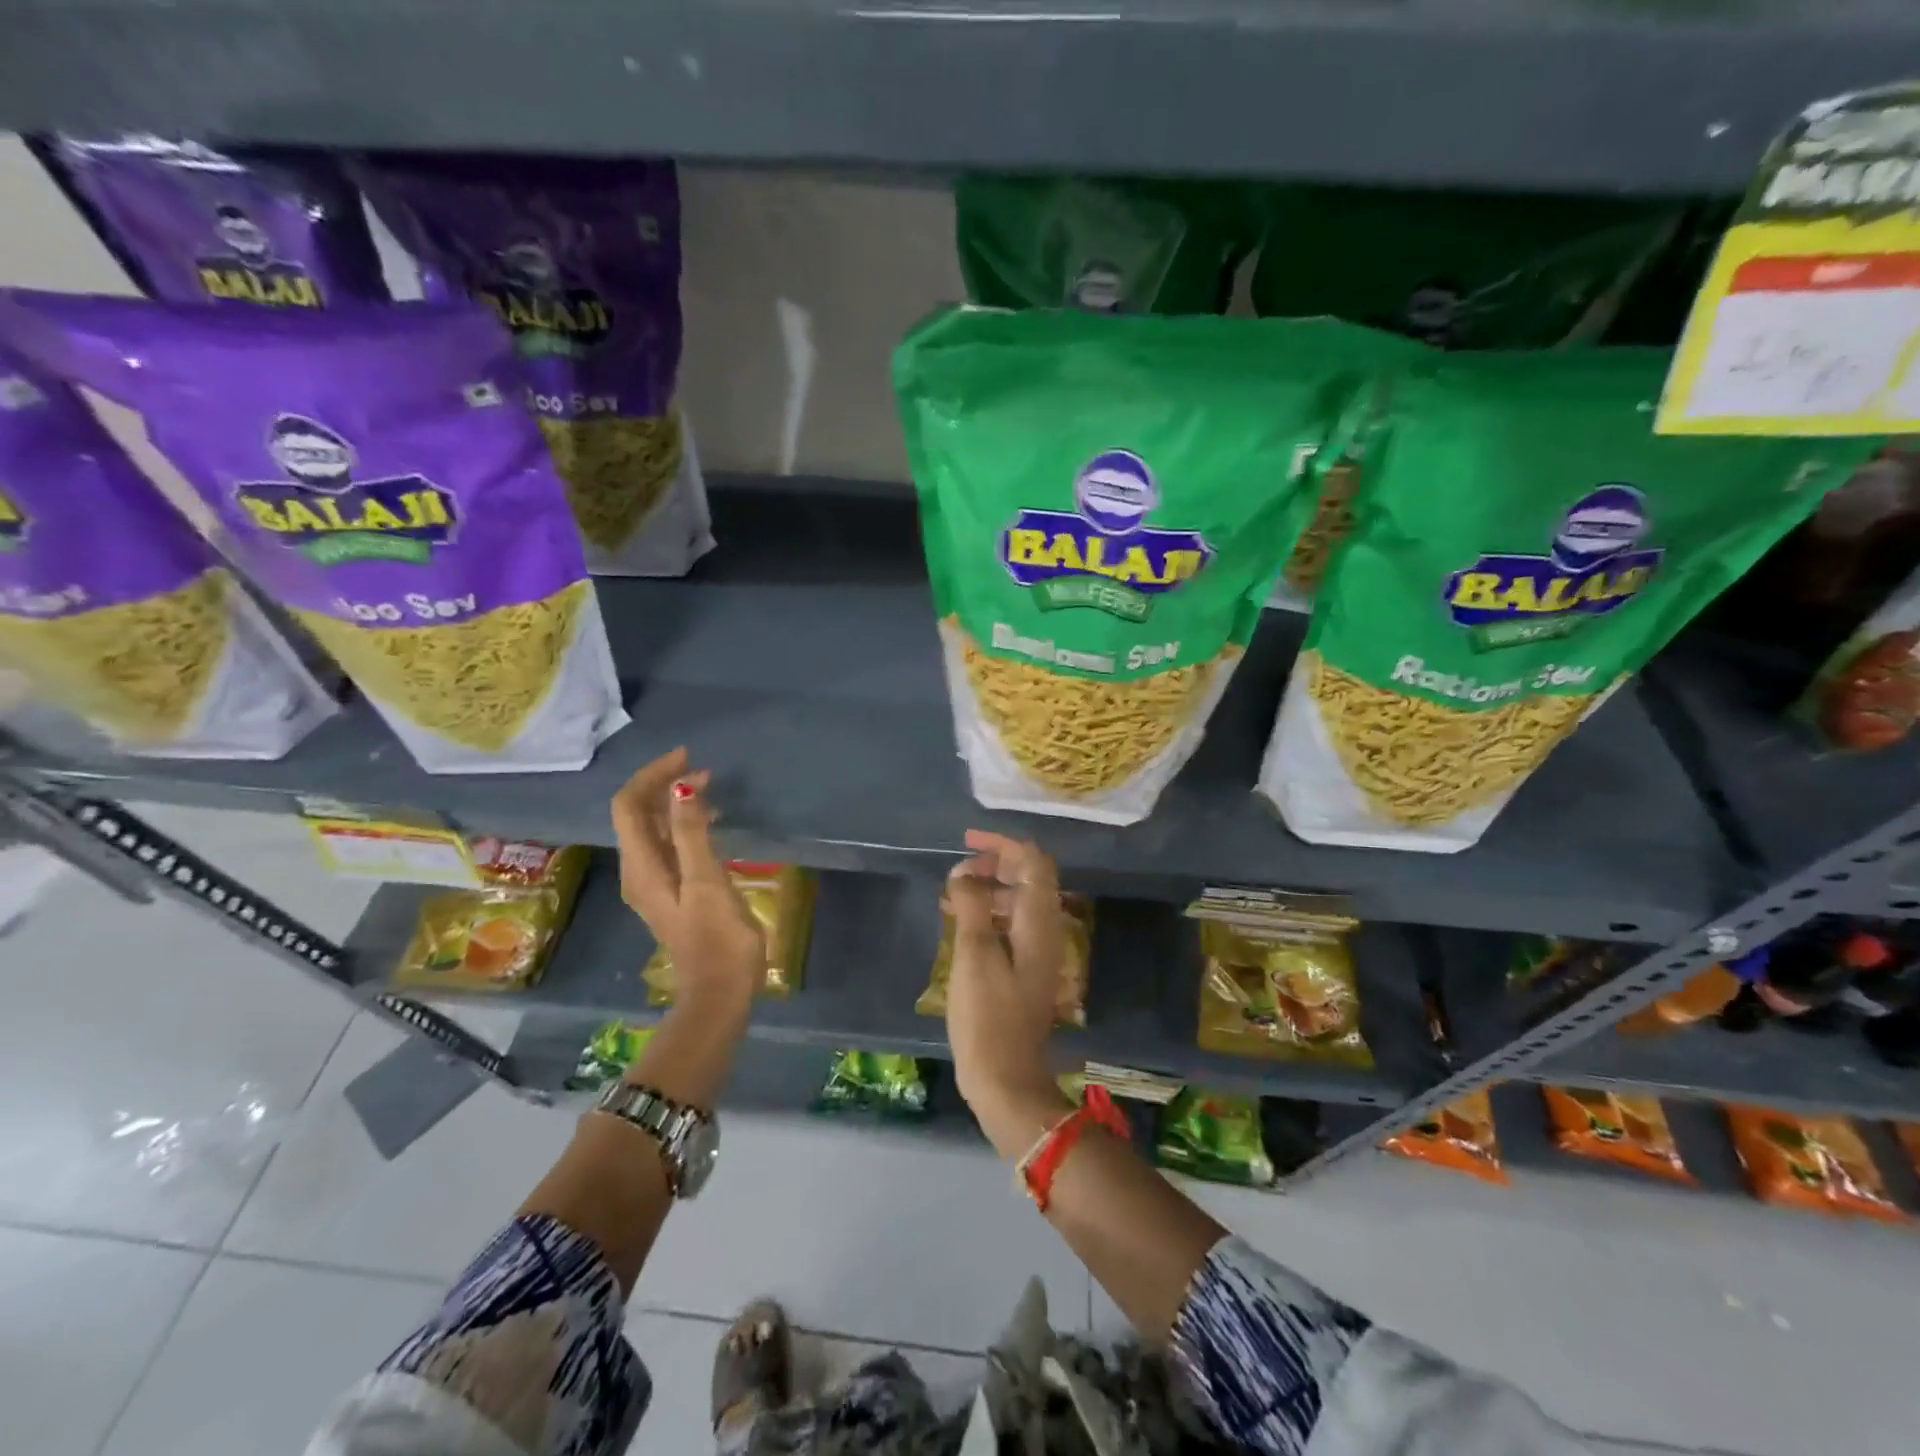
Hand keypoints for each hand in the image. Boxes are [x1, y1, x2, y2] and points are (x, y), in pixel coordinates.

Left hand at [611, 747, 765, 1013]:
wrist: (720, 992)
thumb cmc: (717, 938)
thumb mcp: (707, 882)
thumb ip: (692, 834)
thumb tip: (681, 788)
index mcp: (641, 867)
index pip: (628, 806)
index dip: (651, 776)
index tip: (686, 758)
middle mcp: (639, 871)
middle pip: (637, 814)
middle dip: (664, 786)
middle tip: (705, 772)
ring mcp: (655, 883)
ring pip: (653, 829)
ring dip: (675, 804)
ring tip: (711, 791)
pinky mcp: (673, 891)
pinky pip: (669, 845)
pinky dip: (684, 825)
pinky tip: (711, 824)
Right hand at [944, 830, 1073, 1156]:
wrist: (1006, 1077)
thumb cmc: (987, 1016)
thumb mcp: (973, 955)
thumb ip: (971, 905)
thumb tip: (964, 872)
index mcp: (1039, 922)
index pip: (1034, 862)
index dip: (1004, 844)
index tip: (969, 841)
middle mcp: (1045, 930)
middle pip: (1029, 878)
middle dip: (994, 864)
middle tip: (958, 870)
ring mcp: (1038, 951)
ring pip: (1018, 901)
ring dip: (988, 888)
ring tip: (951, 895)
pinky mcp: (1026, 969)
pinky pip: (1010, 924)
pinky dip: (988, 913)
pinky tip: (960, 922)